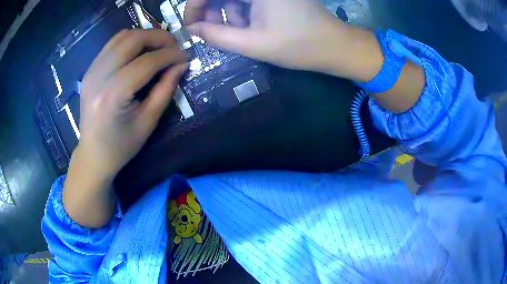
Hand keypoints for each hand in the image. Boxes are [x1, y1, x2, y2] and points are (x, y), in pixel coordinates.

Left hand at [78, 29, 187, 178]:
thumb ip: (165, 89)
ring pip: (122, 36)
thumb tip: (181, 64)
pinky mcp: (90, 70)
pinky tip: (140, 51)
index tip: (186, 56)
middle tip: (174, 46)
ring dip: (144, 36)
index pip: (146, 62)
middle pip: (133, 39)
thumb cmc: (121, 146)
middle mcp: (99, 77)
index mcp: (113, 95)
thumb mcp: (148, 122)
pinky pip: (112, 44)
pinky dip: (130, 41)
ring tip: (159, 47)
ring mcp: (91, 71)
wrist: (93, 154)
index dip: (170, 55)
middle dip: (158, 37)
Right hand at [184, 0, 351, 74]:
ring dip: (229, 14)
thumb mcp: (254, 44)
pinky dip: (242, 13)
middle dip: (212, 11)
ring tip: (238, 34)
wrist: (336, 47)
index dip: (195, 5)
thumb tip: (194, 29)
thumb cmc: (300, 46)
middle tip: (213, 32)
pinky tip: (250, 27)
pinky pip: (248, 0)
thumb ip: (218, 36)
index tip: (191, 25)